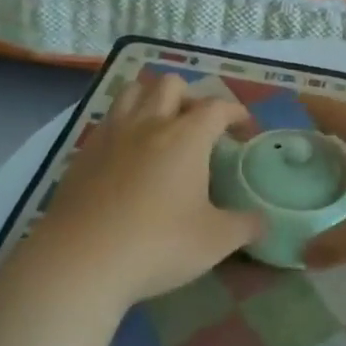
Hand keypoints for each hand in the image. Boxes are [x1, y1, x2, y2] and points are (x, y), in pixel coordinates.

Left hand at [31, 74, 261, 304]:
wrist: (81, 260)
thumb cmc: (157, 245)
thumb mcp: (214, 241)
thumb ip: (245, 226)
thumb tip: (264, 221)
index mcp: (186, 136)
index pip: (217, 107)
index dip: (235, 111)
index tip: (243, 127)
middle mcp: (149, 123)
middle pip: (171, 85)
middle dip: (190, 97)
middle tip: (199, 126)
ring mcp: (112, 134)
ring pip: (133, 91)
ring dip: (152, 98)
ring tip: (161, 124)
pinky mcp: (84, 152)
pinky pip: (108, 119)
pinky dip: (124, 123)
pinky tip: (127, 152)